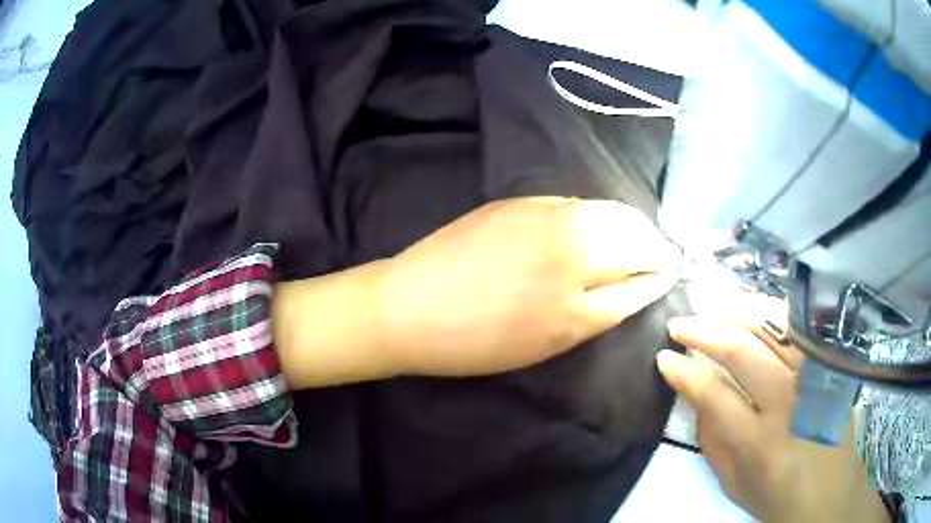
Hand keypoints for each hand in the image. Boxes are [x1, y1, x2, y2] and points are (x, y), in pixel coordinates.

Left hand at [379, 197, 680, 375]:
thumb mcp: (543, 346)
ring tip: (639, 234)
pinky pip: (579, 203)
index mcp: (576, 311)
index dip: (658, 279)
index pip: (638, 286)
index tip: (670, 274)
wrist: (410, 308)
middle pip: (636, 243)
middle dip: (656, 248)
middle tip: (661, 254)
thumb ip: (591, 315)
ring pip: (612, 214)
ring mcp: (548, 221)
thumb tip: (626, 286)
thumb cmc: (474, 343)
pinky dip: (599, 212)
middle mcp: (572, 257)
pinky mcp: (523, 202)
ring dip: (634, 225)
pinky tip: (599, 221)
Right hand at [656, 296, 889, 522]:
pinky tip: (753, 317)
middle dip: (705, 331)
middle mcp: (789, 403)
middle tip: (681, 325)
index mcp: (759, 444)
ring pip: (773, 329)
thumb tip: (697, 397)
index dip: (684, 373)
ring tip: (713, 313)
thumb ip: (713, 442)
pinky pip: (798, 332)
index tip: (664, 357)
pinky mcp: (829, 367)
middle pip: (743, 351)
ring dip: (736, 316)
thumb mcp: (733, 485)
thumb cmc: (777, 498)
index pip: (714, 395)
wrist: (830, 495)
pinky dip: (771, 319)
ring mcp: (814, 378)